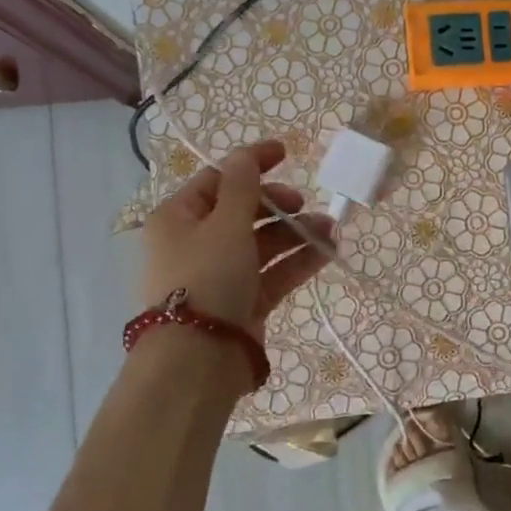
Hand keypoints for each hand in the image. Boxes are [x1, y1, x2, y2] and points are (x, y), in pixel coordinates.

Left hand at [140, 139, 335, 343]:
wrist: (199, 357)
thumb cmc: (207, 276)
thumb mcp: (226, 223)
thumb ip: (243, 186)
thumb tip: (244, 154)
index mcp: (179, 217)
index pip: (217, 179)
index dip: (251, 163)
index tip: (286, 153)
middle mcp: (196, 242)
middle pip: (243, 212)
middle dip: (279, 205)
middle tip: (303, 204)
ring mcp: (221, 274)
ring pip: (263, 244)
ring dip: (297, 233)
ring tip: (331, 230)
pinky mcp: (243, 302)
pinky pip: (273, 273)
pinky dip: (298, 261)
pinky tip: (328, 252)